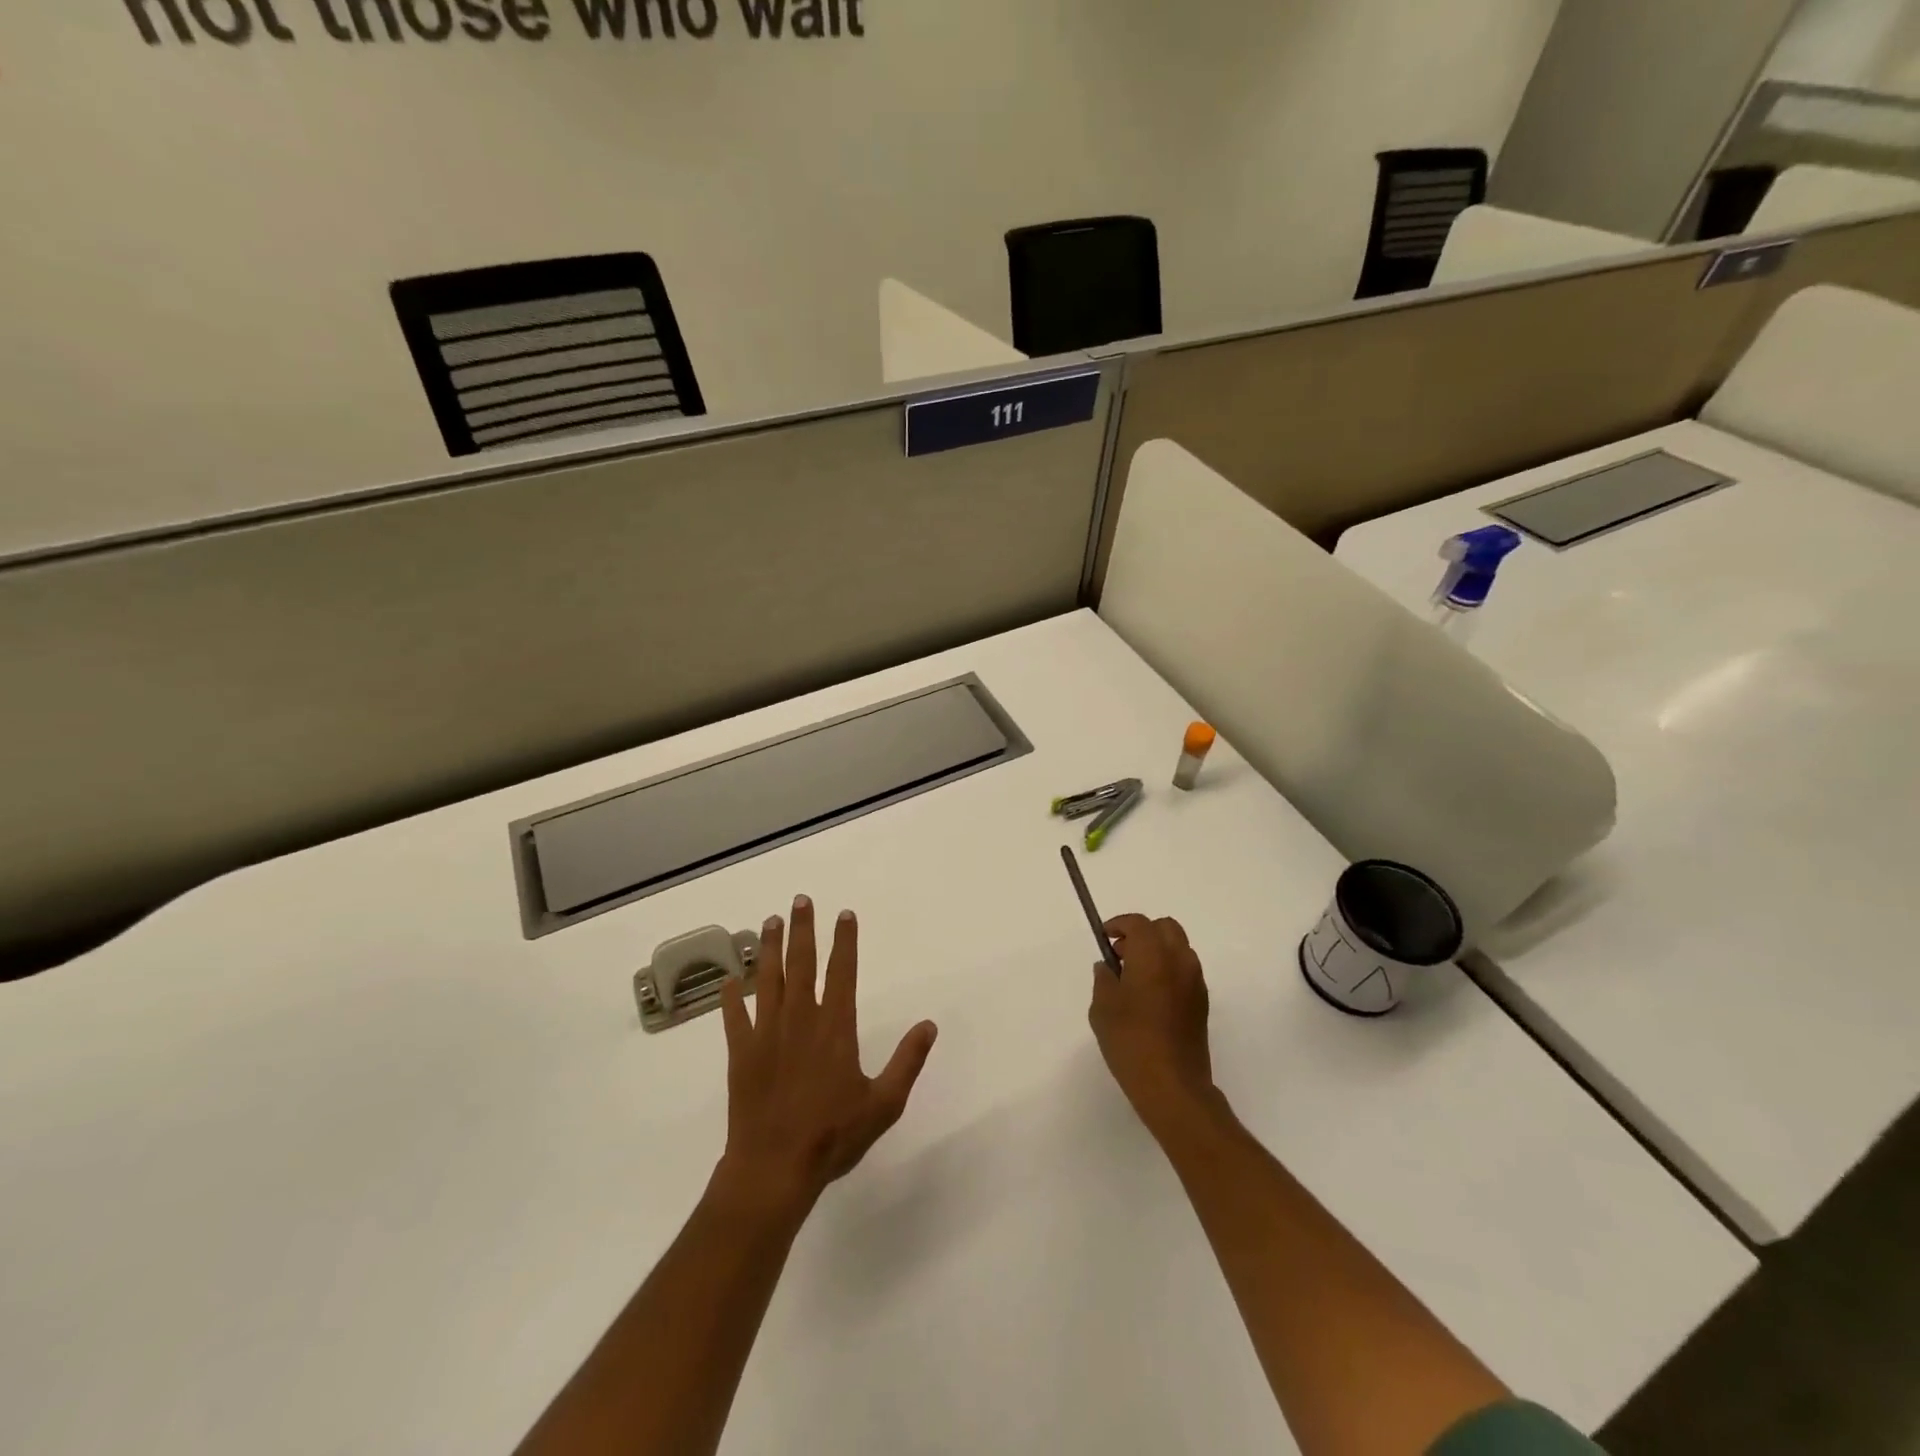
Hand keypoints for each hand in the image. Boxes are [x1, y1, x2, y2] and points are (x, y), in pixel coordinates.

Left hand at [713, 896, 938, 1222]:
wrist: (774, 1168)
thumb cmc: (833, 1136)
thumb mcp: (884, 1104)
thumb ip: (908, 1061)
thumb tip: (930, 1025)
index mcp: (835, 1027)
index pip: (842, 971)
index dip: (844, 940)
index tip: (844, 914)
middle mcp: (800, 1019)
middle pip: (802, 964)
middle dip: (802, 929)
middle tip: (800, 900)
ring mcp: (766, 1034)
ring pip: (768, 980)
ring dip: (769, 948)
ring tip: (770, 921)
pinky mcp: (741, 1054)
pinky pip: (734, 1017)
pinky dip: (732, 996)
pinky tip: (730, 979)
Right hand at [1088, 914, 1214, 1133]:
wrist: (1173, 1086)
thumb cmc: (1131, 1041)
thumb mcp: (1103, 1008)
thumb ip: (1104, 979)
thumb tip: (1108, 967)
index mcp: (1153, 956)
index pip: (1139, 923)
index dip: (1119, 924)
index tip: (1104, 937)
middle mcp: (1179, 961)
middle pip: (1165, 928)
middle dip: (1142, 933)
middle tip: (1121, 954)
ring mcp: (1195, 982)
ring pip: (1178, 948)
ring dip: (1156, 951)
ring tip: (1133, 977)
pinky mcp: (1201, 1003)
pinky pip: (1184, 970)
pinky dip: (1167, 969)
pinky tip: (1150, 997)